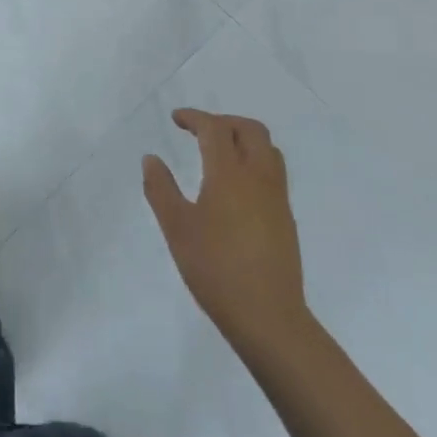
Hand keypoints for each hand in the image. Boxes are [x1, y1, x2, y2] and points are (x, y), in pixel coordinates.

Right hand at [144, 109, 307, 354]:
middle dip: (223, 122)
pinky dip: (254, 162)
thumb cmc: (216, 270)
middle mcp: (259, 177)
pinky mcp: (286, 218)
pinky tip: (235, 188)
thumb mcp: (177, 228)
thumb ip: (161, 189)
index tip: (176, 118)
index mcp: (230, 174)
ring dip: (243, 139)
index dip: (195, 117)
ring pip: (267, 149)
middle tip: (199, 132)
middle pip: (250, 129)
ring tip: (219, 154)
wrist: (269, 318)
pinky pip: (273, 173)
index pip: (215, 128)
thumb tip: (151, 158)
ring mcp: (277, 198)